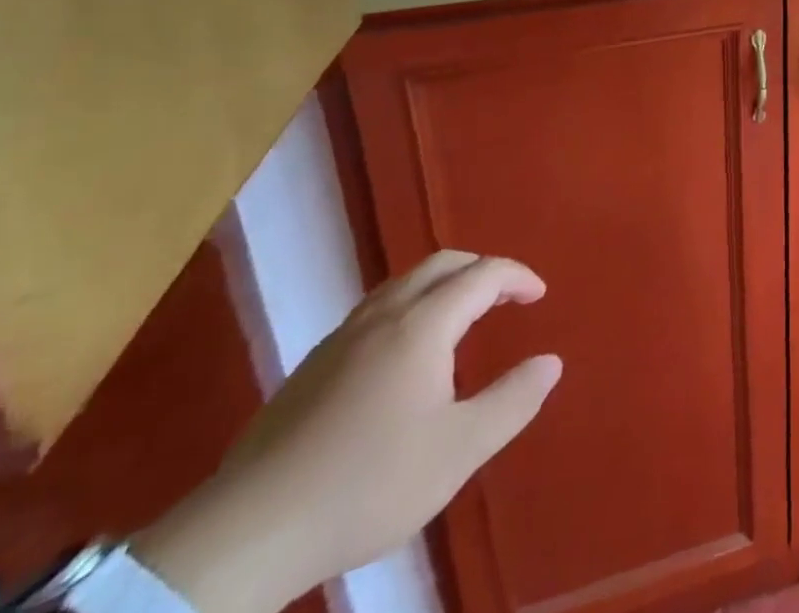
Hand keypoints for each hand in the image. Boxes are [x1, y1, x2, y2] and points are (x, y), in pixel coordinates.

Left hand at [134, 252, 562, 612]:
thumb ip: (512, 401)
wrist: (247, 534)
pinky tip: (403, 355)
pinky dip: (409, 308)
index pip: (482, 274)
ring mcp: (340, 339)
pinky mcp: (310, 368)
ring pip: (402, 285)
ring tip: (461, 316)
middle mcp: (383, 316)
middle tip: (505, 296)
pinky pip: (375, 311)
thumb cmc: (368, 483)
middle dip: (481, 269)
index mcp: (423, 325)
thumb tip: (551, 362)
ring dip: (442, 285)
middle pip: (440, 265)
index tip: (539, 295)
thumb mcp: (458, 450)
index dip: (517, 277)